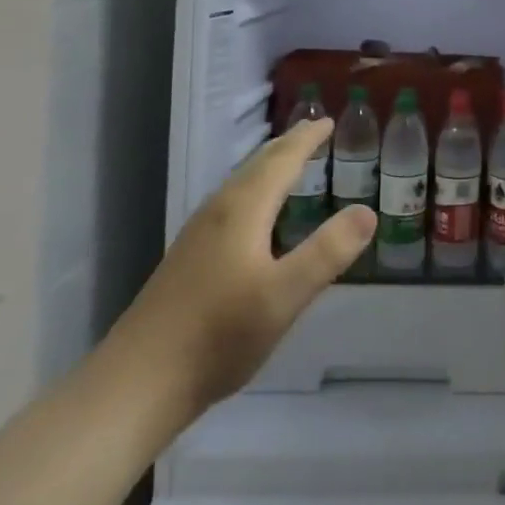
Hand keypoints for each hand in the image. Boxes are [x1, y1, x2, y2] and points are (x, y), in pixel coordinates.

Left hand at [104, 120, 373, 424]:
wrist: (137, 383)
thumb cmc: (218, 335)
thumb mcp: (284, 296)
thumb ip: (327, 252)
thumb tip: (367, 211)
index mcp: (242, 210)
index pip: (281, 161)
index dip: (307, 140)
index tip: (328, 121)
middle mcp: (218, 212)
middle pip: (257, 166)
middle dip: (287, 146)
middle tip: (313, 130)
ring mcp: (198, 236)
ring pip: (240, 185)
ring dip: (268, 166)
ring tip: (289, 161)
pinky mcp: (188, 259)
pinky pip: (230, 204)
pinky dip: (254, 191)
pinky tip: (255, 216)